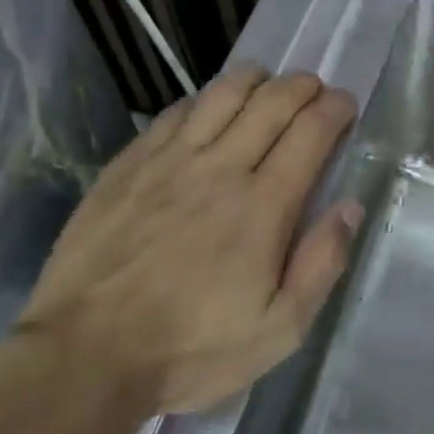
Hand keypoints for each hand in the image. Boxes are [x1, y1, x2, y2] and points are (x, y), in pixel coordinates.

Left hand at [19, 66, 360, 417]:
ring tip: (268, 82)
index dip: (334, 109)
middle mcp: (220, 167)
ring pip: (222, 94)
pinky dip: (204, 99)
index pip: (310, 133)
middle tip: (315, 88)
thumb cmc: (190, 349)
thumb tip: (349, 207)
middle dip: (302, 85)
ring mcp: (170, 160)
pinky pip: (176, 112)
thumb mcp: (277, 331)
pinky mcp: (130, 163)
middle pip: (271, 102)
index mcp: (262, 206)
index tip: (345, 104)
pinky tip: (209, 106)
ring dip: (255, 79)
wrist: (85, 354)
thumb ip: (320, 265)